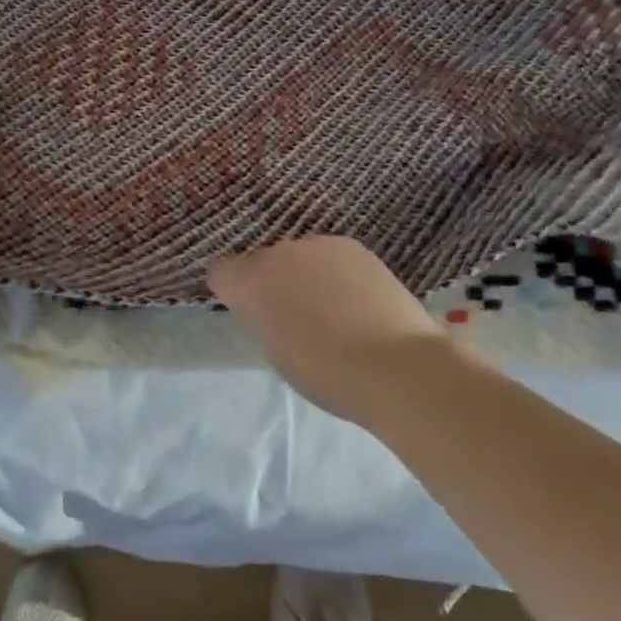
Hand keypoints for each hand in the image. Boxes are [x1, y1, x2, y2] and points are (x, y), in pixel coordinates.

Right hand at [209, 236, 445, 421]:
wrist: (400, 366)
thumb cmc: (330, 375)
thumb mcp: (278, 355)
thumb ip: (264, 321)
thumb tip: (270, 309)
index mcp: (250, 284)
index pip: (220, 271)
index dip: (231, 290)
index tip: (249, 310)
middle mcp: (277, 254)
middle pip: (260, 261)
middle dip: (270, 282)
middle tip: (294, 315)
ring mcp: (315, 244)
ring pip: (296, 256)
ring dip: (303, 274)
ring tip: (332, 308)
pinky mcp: (350, 244)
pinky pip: (328, 255)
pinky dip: (334, 272)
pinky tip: (357, 299)